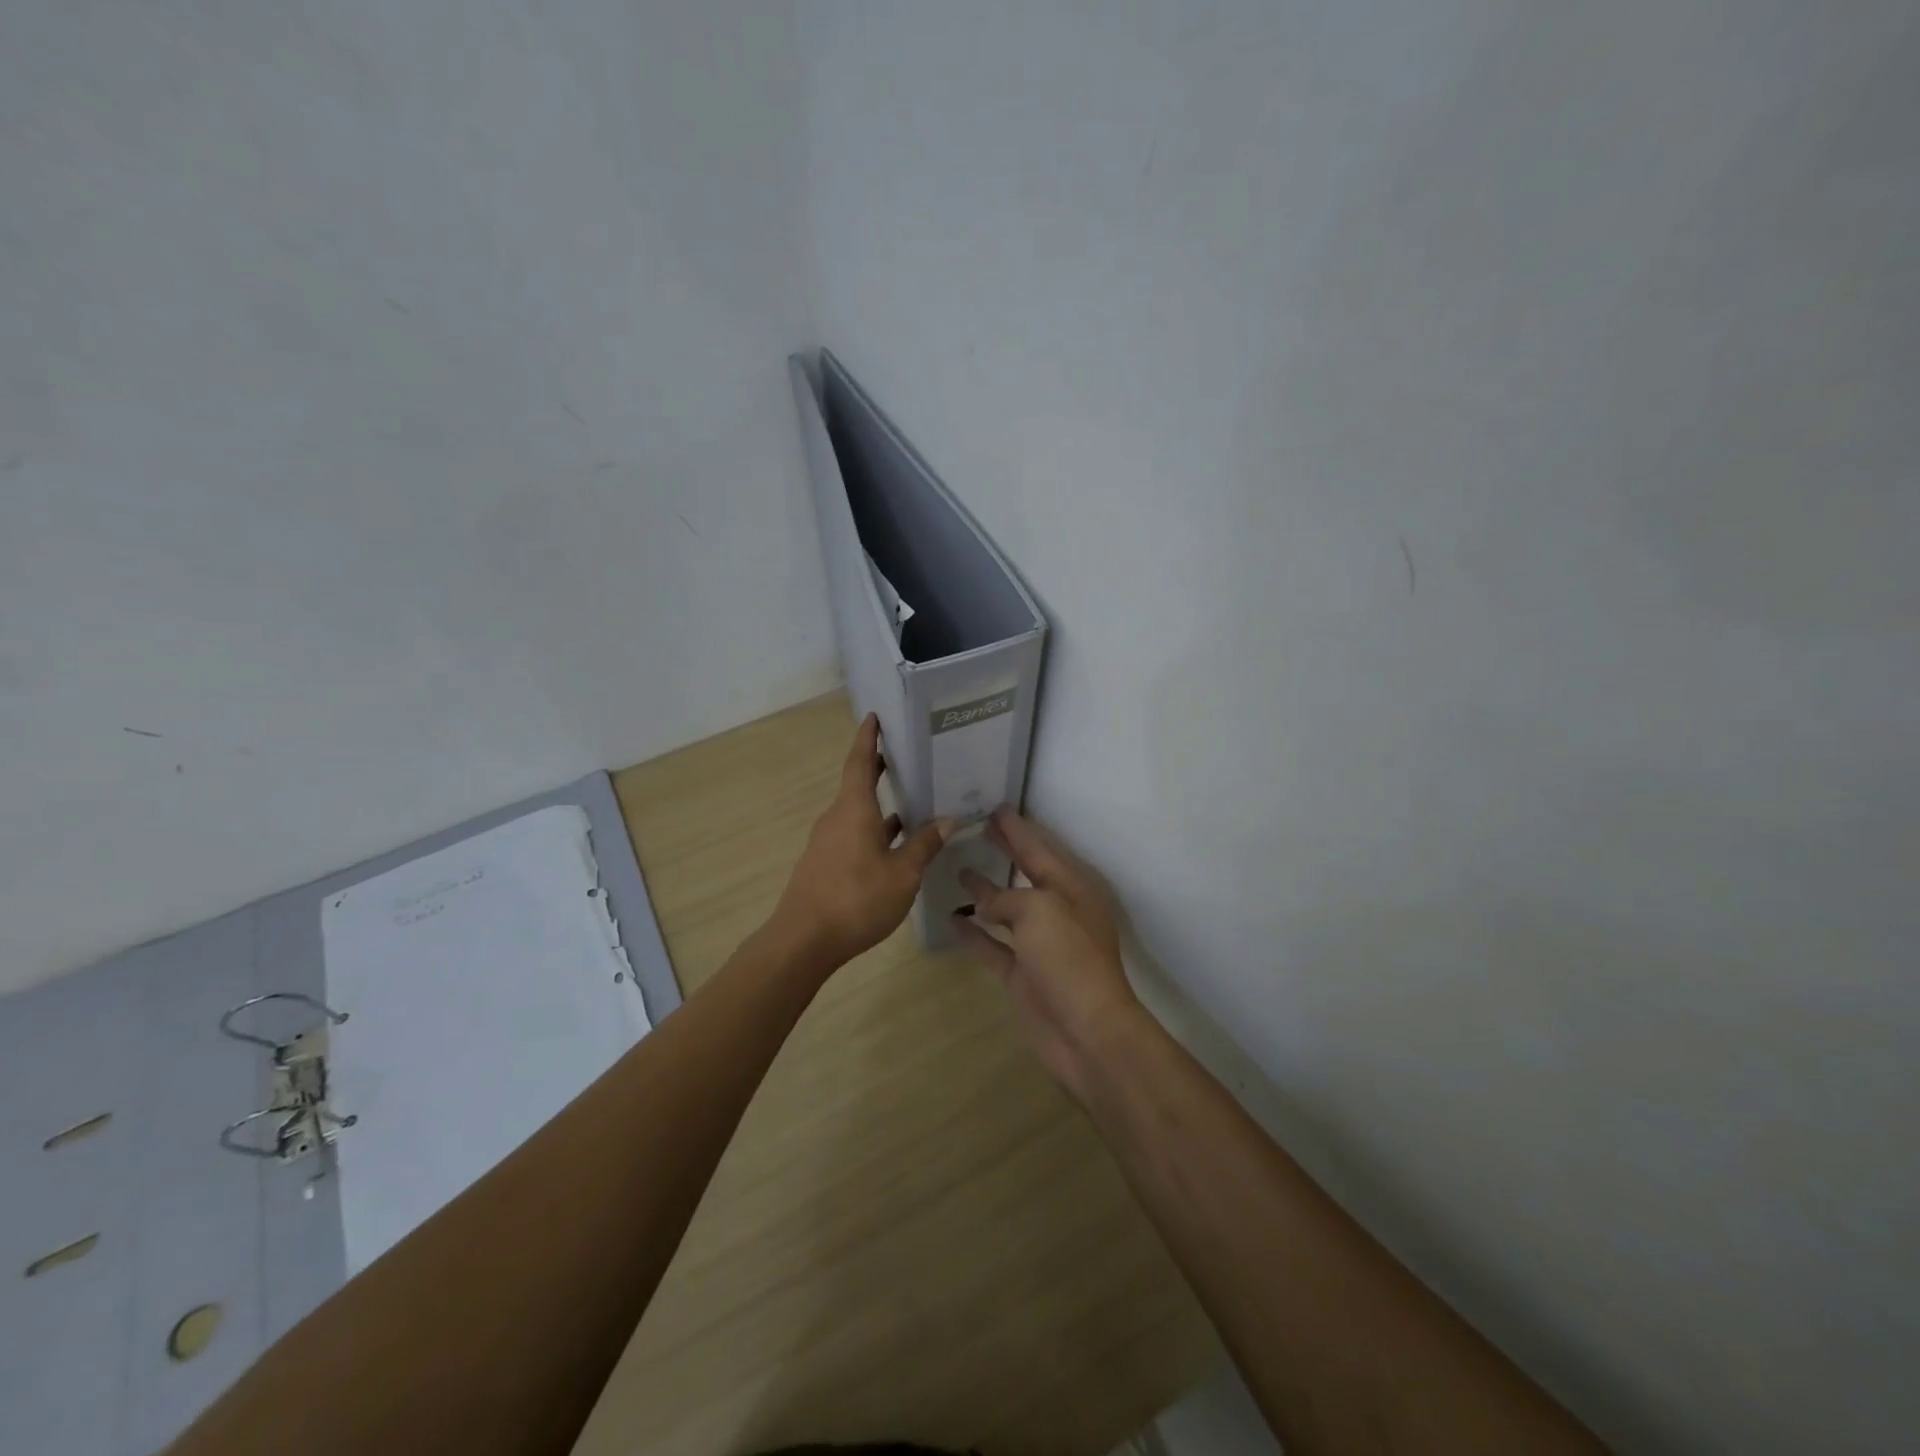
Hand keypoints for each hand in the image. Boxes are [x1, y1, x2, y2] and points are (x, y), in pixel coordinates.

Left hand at [772, 713, 952, 967]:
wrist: (804, 940)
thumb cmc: (856, 899)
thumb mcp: (902, 874)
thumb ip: (924, 845)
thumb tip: (948, 819)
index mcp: (854, 809)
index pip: (860, 762)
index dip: (868, 738)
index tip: (873, 717)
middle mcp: (837, 818)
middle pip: (857, 784)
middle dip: (878, 768)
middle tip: (903, 754)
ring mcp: (828, 841)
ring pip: (857, 812)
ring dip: (879, 803)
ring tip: (910, 798)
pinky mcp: (825, 863)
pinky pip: (853, 833)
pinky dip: (874, 829)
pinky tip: (893, 842)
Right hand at [952, 808, 1147, 1102]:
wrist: (1086, 1031)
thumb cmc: (1068, 958)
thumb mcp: (1039, 909)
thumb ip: (1007, 898)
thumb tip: (984, 904)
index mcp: (1071, 888)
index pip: (1038, 849)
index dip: (1016, 828)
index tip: (995, 807)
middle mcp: (1057, 911)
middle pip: (1025, 872)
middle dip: (1004, 851)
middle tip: (977, 827)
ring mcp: (1039, 944)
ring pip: (1007, 908)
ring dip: (985, 891)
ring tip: (959, 868)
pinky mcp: (1023, 974)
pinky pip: (993, 946)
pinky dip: (975, 933)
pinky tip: (953, 918)